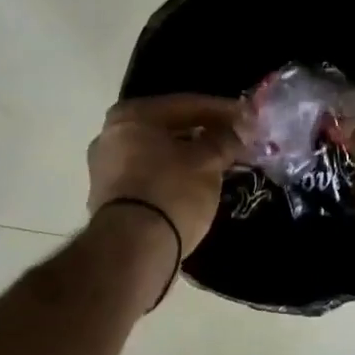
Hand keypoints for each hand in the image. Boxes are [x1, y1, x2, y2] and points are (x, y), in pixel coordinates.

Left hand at [87, 95, 242, 256]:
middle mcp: (109, 135)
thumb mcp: (207, 163)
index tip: (249, 119)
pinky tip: (194, 186)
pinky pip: (149, 177)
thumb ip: (225, 140)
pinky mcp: (107, 199)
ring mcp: (104, 169)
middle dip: (204, 134)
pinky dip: (172, 177)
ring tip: (219, 166)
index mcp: (131, 115)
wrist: (133, 249)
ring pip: (158, 154)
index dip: (223, 111)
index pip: (187, 104)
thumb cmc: (171, 193)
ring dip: (188, 158)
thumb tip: (240, 128)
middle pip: (169, 128)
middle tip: (235, 142)